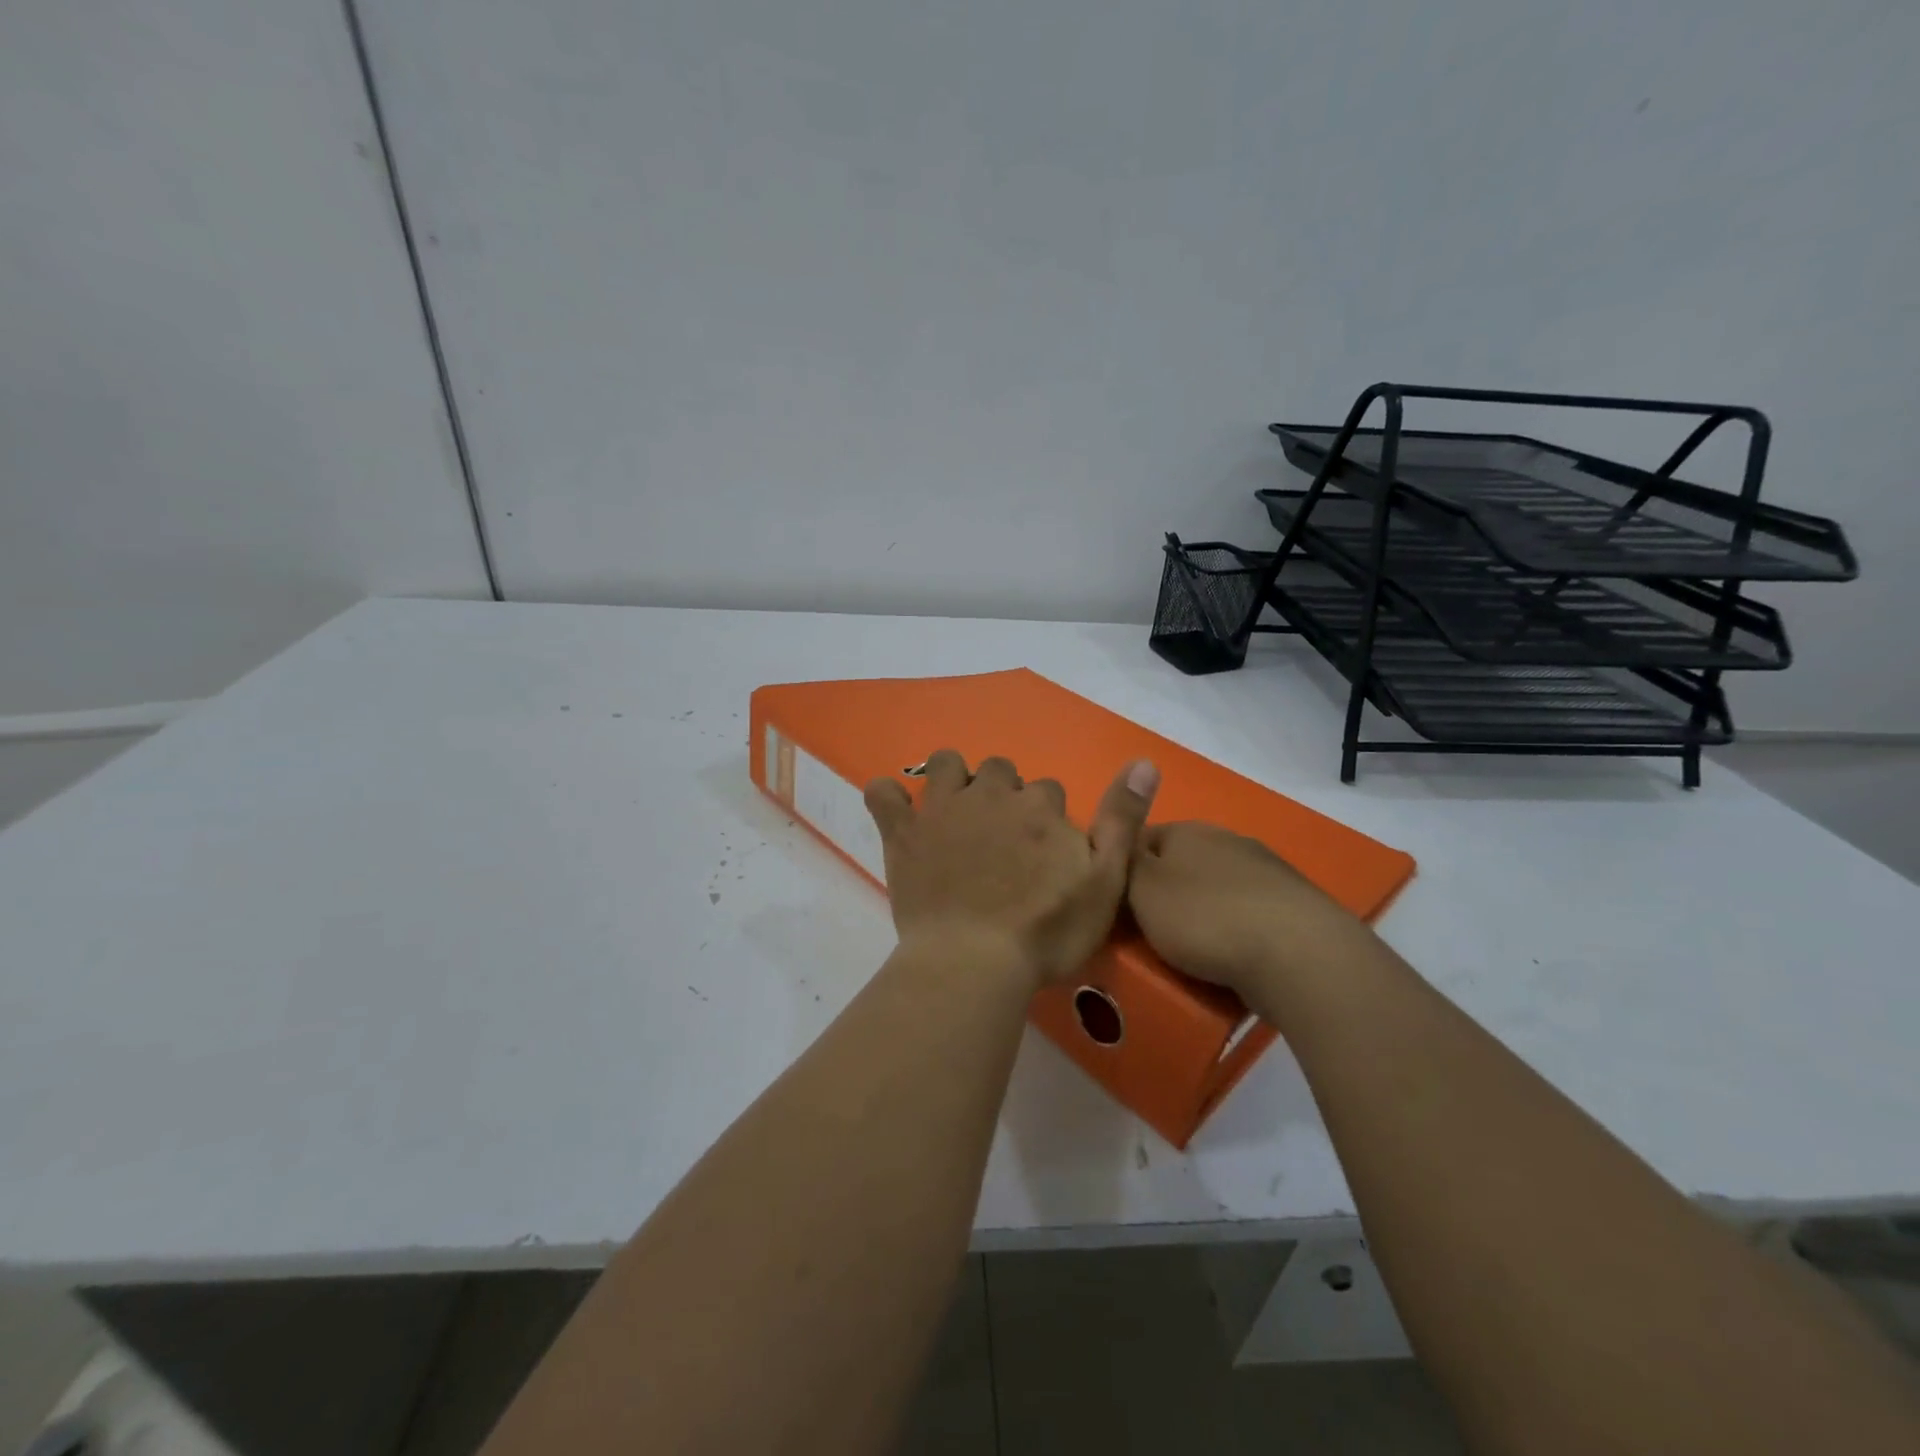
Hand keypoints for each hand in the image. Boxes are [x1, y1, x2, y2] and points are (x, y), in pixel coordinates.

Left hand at [864, 751, 1159, 988]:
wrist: (975, 962)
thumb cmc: (1046, 932)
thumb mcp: (1106, 883)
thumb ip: (1124, 821)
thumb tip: (1145, 761)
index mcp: (1040, 808)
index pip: (1048, 791)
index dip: (1046, 819)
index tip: (1041, 854)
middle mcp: (992, 795)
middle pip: (1000, 771)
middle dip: (1003, 793)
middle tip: (1000, 839)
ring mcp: (943, 810)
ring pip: (947, 764)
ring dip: (953, 779)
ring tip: (955, 814)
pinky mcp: (904, 833)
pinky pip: (883, 793)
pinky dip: (887, 797)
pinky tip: (895, 812)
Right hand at [1127, 822, 1372, 996]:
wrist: (1299, 955)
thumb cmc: (1205, 918)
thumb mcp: (1141, 889)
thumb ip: (1122, 863)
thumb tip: (1116, 841)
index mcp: (1186, 829)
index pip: (1140, 838)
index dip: (1123, 867)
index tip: (1113, 901)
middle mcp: (1226, 839)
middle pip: (1180, 862)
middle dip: (1165, 890)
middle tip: (1147, 930)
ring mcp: (1266, 870)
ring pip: (1217, 887)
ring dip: (1203, 910)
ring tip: (1191, 951)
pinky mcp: (1294, 906)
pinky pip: (1249, 914)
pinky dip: (1236, 930)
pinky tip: (1233, 957)